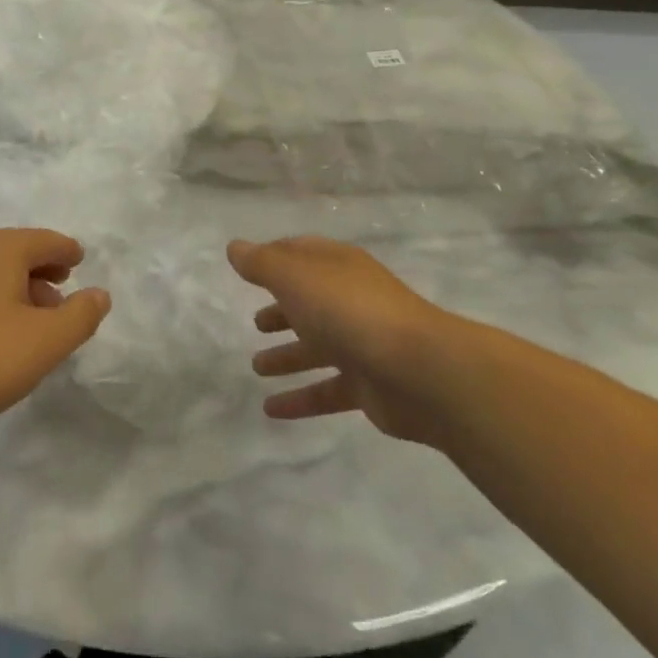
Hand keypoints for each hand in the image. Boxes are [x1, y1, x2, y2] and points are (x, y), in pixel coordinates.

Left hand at [0, 229, 111, 441]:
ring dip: (19, 294)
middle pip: (18, 255)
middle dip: (43, 275)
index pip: (47, 241)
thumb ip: (79, 317)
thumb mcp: (43, 342)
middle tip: (62, 300)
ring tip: (34, 326)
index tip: (79, 263)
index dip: (67, 253)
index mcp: (2, 250)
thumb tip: (99, 294)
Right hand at [228, 236, 474, 446]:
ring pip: (317, 348)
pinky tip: (271, 410)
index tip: (248, 266)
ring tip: (256, 367)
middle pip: (310, 302)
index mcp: (337, 268)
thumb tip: (235, 248)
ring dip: (288, 356)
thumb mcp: (295, 278)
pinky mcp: (369, 386)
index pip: (301, 253)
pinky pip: (326, 391)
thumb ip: (262, 264)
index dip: (274, 256)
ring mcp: (363, 344)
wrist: (422, 371)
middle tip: (256, 323)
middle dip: (282, 310)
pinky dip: (299, 399)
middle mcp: (350, 301)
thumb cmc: (350, 312)